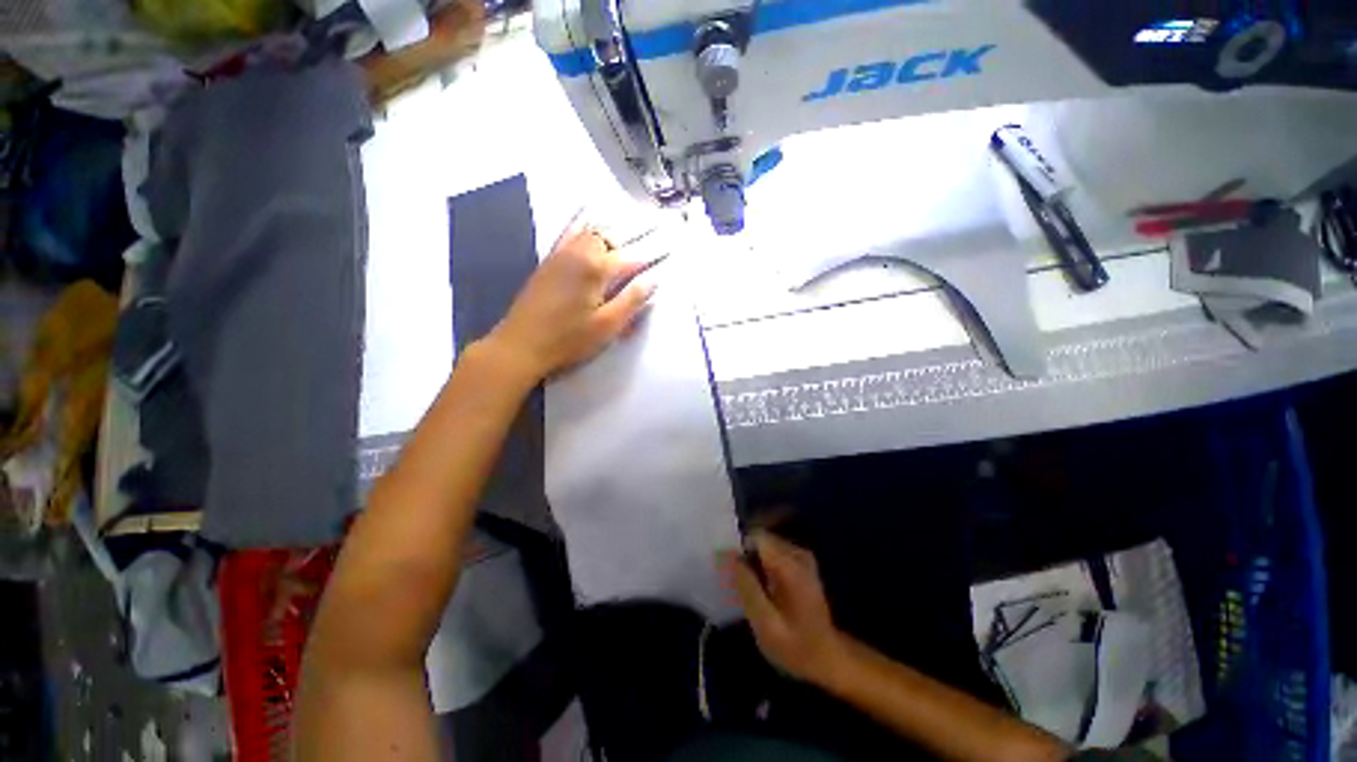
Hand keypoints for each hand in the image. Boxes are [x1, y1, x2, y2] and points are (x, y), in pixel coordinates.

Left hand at [485, 216, 656, 380]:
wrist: (521, 344)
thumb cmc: (569, 340)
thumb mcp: (607, 326)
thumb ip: (631, 301)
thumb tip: (653, 280)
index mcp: (597, 270)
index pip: (633, 258)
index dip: (653, 253)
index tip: (671, 244)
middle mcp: (580, 253)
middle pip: (612, 236)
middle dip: (636, 231)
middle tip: (656, 224)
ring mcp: (561, 254)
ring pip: (592, 229)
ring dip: (614, 224)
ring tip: (632, 216)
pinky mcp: (549, 260)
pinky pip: (568, 231)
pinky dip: (582, 219)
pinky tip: (587, 211)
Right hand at [722, 533, 847, 686]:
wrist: (828, 657)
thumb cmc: (795, 646)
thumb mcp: (765, 624)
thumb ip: (746, 586)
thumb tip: (725, 554)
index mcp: (791, 566)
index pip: (756, 536)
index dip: (738, 547)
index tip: (727, 569)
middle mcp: (798, 553)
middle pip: (760, 538)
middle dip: (745, 554)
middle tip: (736, 583)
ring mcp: (801, 555)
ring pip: (765, 543)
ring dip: (752, 560)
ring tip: (748, 587)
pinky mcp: (801, 561)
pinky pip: (773, 551)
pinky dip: (761, 563)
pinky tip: (760, 586)